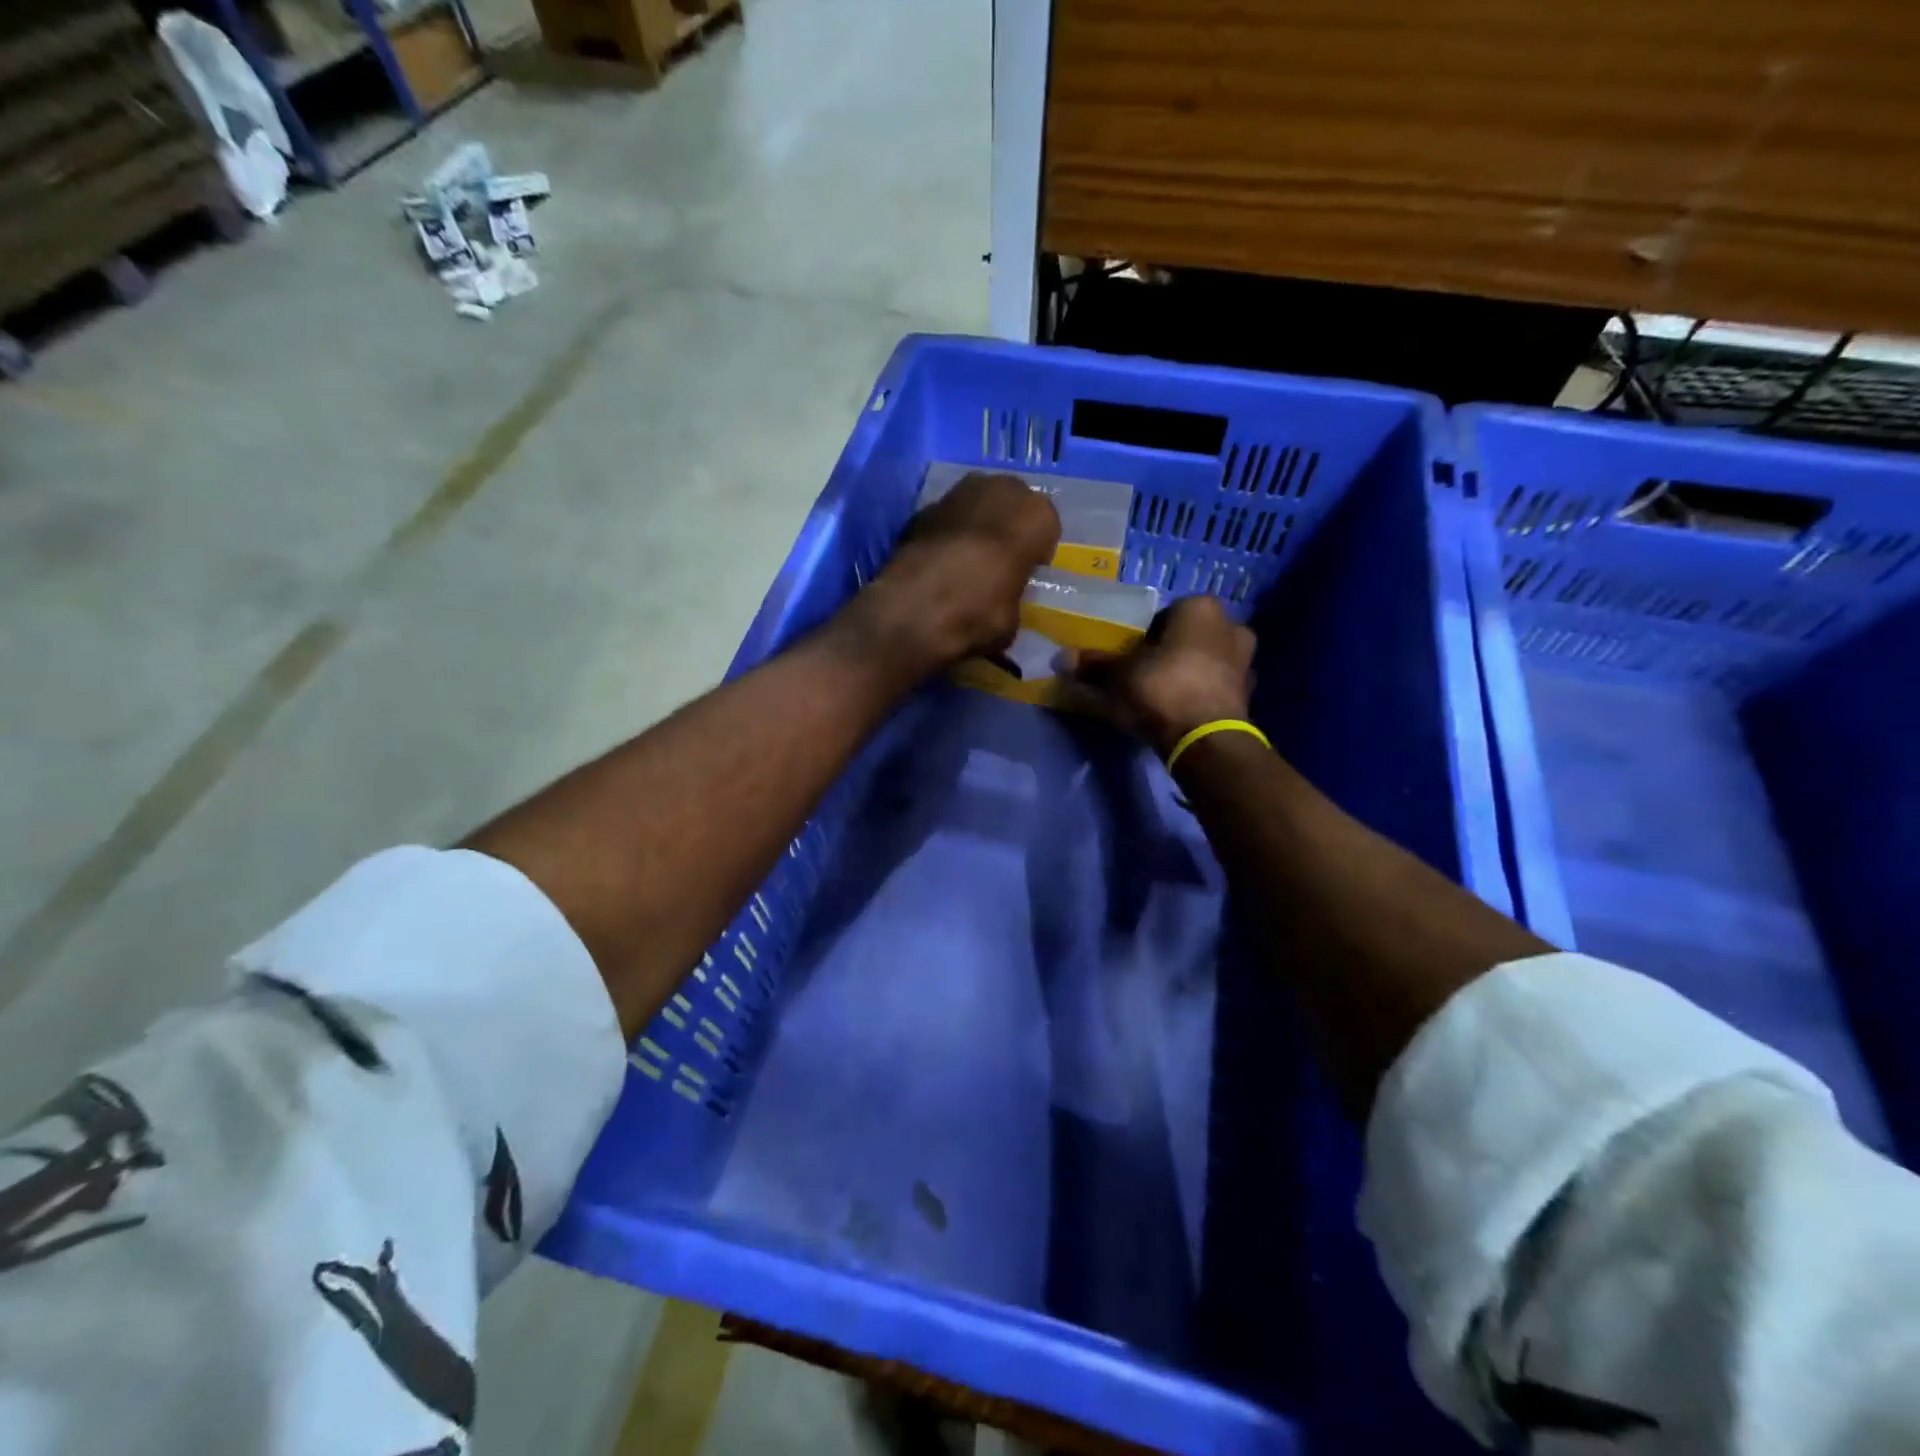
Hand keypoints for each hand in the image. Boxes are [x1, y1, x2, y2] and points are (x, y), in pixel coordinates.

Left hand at [845, 472, 1061, 675]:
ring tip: (968, 559)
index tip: (1025, 572)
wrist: (914, 609)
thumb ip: (1013, 595)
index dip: (1035, 551)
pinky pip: (947, 517)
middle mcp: (1000, 489)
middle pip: (1012, 504)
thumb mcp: (1013, 618)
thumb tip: (1003, 601)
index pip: (1046, 526)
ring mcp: (958, 492)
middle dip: (1006, 527)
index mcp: (1036, 515)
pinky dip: (946, 533)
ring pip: (978, 504)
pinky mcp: (923, 507)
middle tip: (998, 561)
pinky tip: (939, 561)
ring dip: (976, 526)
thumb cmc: (980, 613)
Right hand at [1064, 595, 1256, 756]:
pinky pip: (1215, 686)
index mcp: (1200, 608)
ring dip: (1186, 673)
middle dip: (1168, 652)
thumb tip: (1061, 658)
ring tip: (1159, 696)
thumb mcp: (1117, 675)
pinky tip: (1178, 711)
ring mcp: (1245, 661)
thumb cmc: (1161, 689)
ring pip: (1204, 661)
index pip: (1164, 614)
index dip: (1143, 635)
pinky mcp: (1248, 695)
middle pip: (1188, 636)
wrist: (1204, 740)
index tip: (1128, 656)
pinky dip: (1199, 694)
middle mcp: (1231, 625)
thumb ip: (1093, 664)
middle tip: (1142, 675)